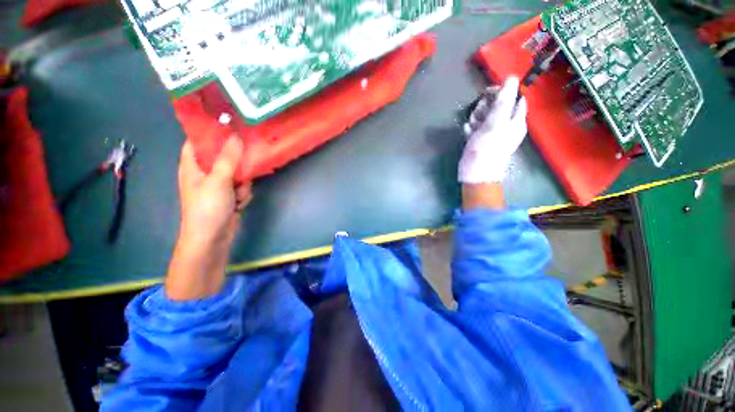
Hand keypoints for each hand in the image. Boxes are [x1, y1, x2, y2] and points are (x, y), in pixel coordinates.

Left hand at [166, 136, 250, 299]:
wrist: (212, 239)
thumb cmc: (207, 208)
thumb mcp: (218, 181)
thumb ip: (228, 159)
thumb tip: (236, 136)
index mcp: (192, 166)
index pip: (197, 141)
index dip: (210, 132)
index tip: (229, 124)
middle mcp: (204, 173)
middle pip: (223, 157)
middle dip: (236, 163)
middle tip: (245, 163)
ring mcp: (218, 186)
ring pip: (237, 173)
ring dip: (242, 183)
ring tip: (237, 195)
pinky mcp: (229, 197)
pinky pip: (242, 187)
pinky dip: (243, 194)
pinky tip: (239, 204)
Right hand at [459, 76, 527, 183]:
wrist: (475, 173)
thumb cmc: (488, 148)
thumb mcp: (497, 122)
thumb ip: (504, 100)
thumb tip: (512, 78)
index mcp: (515, 120)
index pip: (513, 98)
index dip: (501, 93)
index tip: (489, 93)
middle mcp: (505, 125)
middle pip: (496, 106)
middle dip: (484, 107)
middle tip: (479, 116)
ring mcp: (491, 134)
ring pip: (483, 116)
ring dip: (476, 117)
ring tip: (472, 127)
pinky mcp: (479, 141)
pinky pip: (475, 128)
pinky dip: (471, 128)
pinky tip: (468, 132)